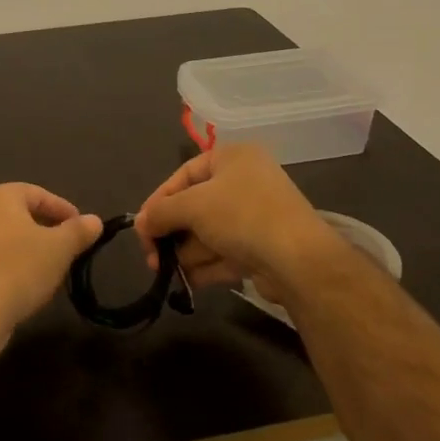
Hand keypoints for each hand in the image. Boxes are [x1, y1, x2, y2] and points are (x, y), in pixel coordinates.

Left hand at [0, 184, 102, 346]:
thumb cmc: (18, 269)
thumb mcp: (59, 249)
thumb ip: (78, 231)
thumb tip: (95, 220)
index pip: (37, 193)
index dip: (63, 209)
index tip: (81, 228)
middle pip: (17, 214)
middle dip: (43, 229)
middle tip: (65, 247)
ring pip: (1, 239)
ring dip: (24, 249)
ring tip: (46, 269)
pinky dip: (6, 266)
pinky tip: (20, 286)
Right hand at [134, 144, 331, 291]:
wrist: (298, 259)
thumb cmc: (241, 216)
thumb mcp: (193, 205)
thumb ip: (161, 211)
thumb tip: (141, 223)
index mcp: (232, 158)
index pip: (184, 174)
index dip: (158, 200)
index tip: (141, 227)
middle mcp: (245, 182)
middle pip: (195, 206)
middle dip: (171, 232)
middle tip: (151, 257)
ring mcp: (255, 217)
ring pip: (208, 233)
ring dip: (185, 252)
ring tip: (166, 272)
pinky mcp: (261, 248)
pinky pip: (224, 253)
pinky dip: (205, 266)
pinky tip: (186, 282)